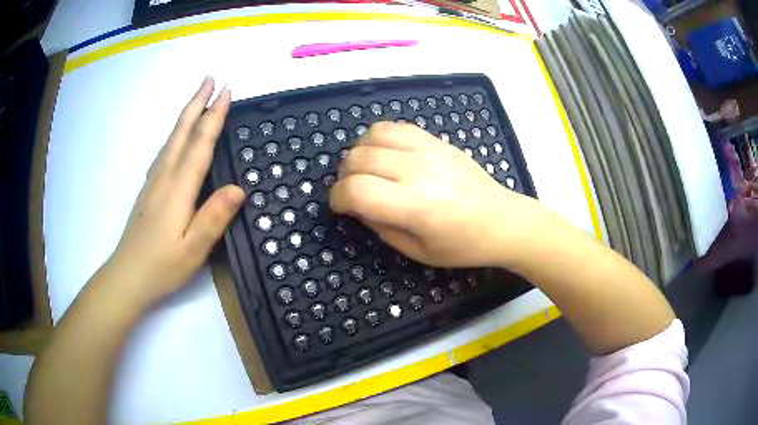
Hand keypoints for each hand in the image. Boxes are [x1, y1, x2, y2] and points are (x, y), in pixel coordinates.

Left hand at [101, 77, 243, 308]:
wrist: (127, 277)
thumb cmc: (161, 267)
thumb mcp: (193, 250)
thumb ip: (214, 218)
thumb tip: (239, 188)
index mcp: (178, 189)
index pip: (199, 144)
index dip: (214, 116)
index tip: (227, 91)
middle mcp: (164, 177)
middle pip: (182, 132)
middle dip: (197, 103)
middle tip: (210, 79)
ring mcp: (154, 182)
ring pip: (171, 139)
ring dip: (187, 115)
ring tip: (198, 98)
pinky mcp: (149, 190)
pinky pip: (164, 152)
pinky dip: (175, 134)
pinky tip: (177, 136)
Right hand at [330, 122, 537, 267]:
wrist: (502, 220)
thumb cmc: (462, 245)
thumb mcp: (417, 251)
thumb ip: (380, 226)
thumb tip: (355, 205)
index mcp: (415, 206)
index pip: (356, 190)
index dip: (337, 198)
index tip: (340, 207)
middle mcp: (418, 170)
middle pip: (358, 158)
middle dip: (344, 176)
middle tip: (353, 192)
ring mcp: (428, 149)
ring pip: (372, 135)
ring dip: (359, 153)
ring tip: (367, 171)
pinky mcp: (436, 140)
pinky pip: (395, 126)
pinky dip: (379, 138)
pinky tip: (385, 155)